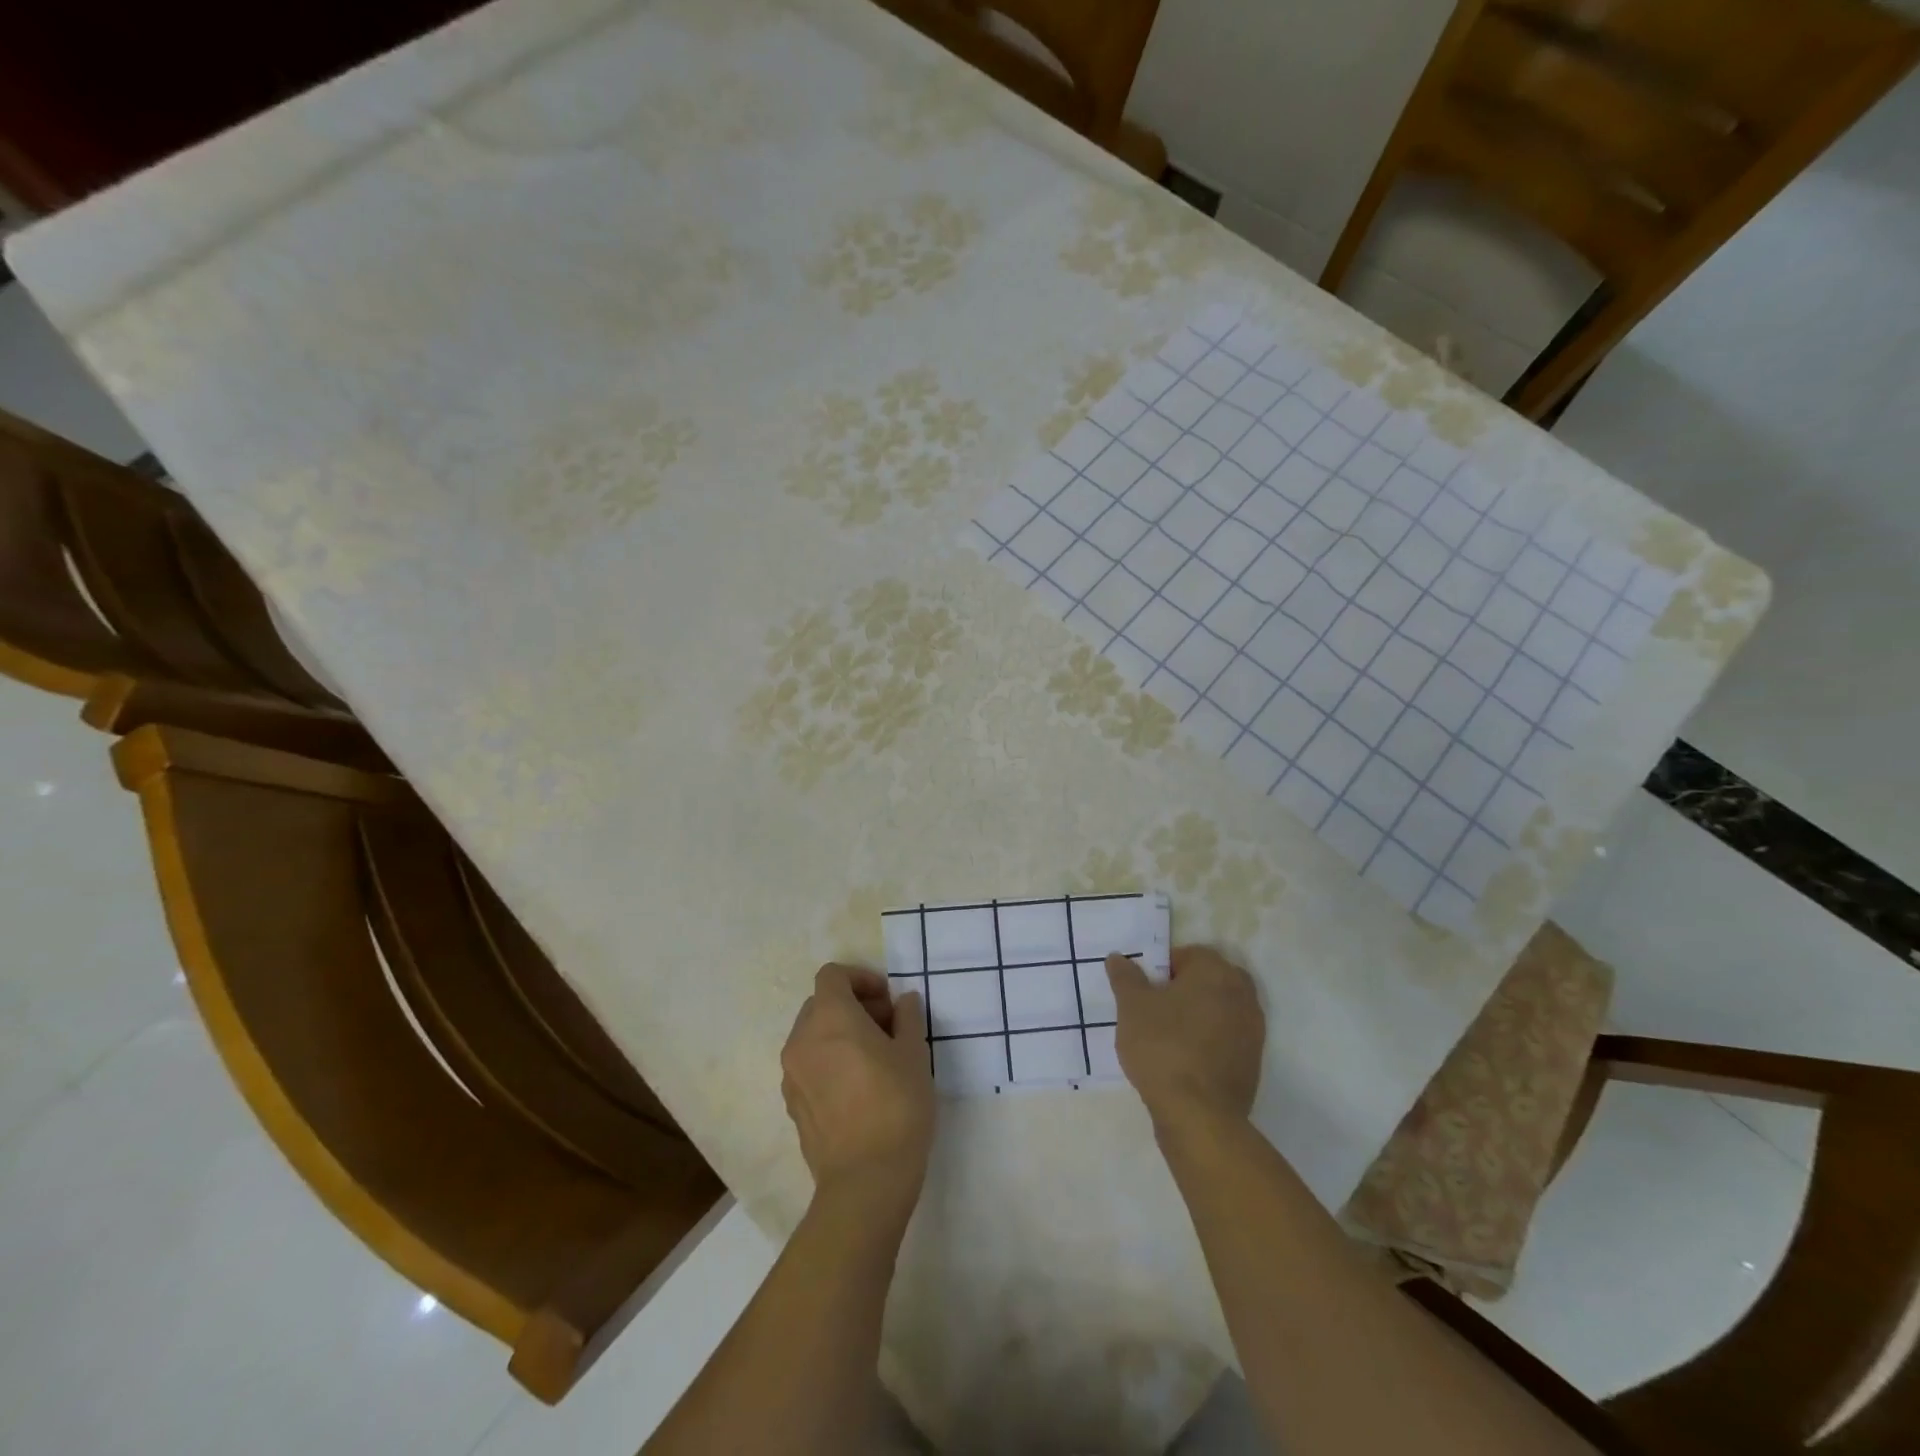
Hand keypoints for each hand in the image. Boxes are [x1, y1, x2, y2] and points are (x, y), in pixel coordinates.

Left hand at [781, 964, 934, 1221]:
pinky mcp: (792, 1105)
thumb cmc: (896, 1105)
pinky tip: (858, 1087)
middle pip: (821, 1004)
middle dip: (853, 1006)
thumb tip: (903, 1002)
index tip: (887, 999)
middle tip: (887, 1027)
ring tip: (874, 1059)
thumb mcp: (914, 1054)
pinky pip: (808, 1066)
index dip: (861, 978)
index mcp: (830, 1018)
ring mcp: (791, 1075)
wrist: (866, 1181)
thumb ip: (907, 1018)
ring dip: (840, 1034)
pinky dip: (829, 1061)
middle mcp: (801, 1040)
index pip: (833, 975)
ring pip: (812, 1036)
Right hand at [1106, 946, 1264, 1135]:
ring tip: (1168, 1036)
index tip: (1145, 991)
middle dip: (1185, 989)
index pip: (1188, 955)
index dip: (1163, 969)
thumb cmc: (1163, 1047)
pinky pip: (1227, 1038)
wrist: (1199, 1115)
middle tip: (1156, 1010)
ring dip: (1198, 1015)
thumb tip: (1118, 957)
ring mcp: (1253, 1029)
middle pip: (1209, 980)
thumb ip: (1125, 977)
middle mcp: (1242, 994)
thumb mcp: (1131, 1007)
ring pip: (1220, 1009)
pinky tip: (1184, 1060)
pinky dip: (1209, 1041)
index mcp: (1216, 971)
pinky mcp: (1253, 1061)